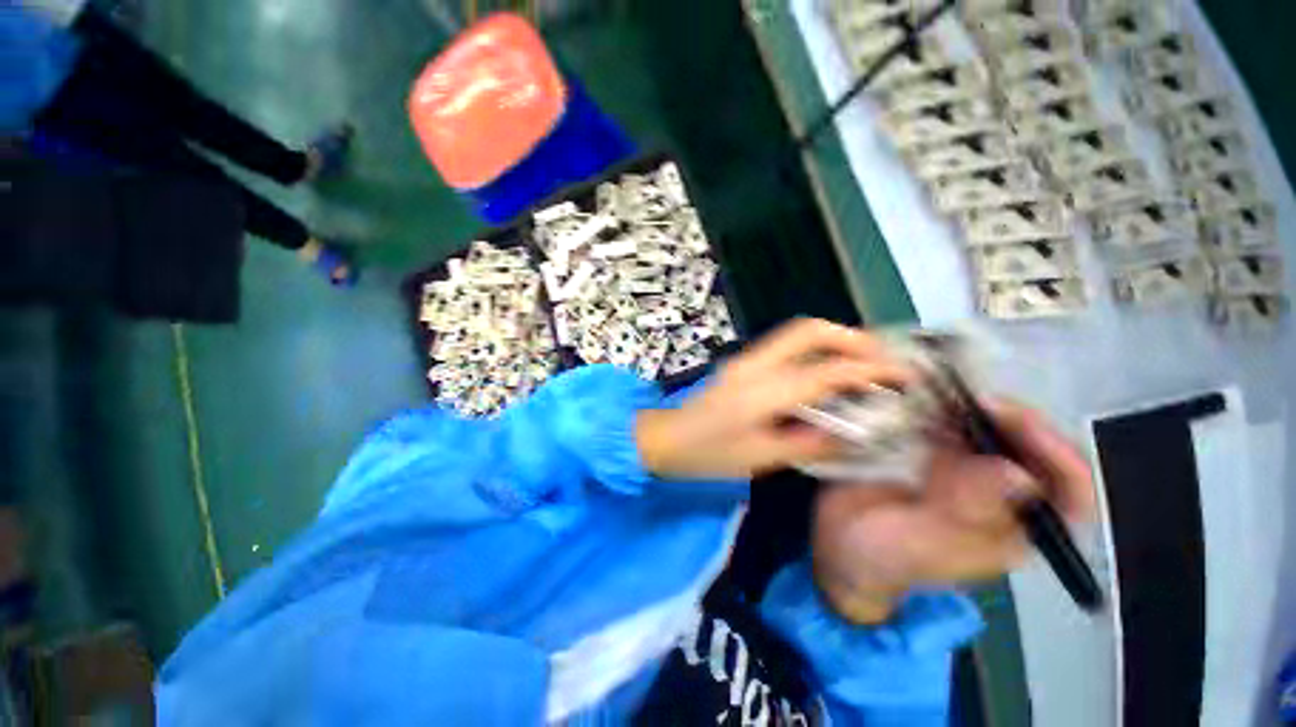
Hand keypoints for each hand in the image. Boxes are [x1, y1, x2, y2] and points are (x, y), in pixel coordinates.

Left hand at [635, 319, 913, 479]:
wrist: (668, 438)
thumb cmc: (709, 453)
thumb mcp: (760, 457)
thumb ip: (808, 444)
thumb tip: (853, 434)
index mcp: (763, 391)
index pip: (827, 370)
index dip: (871, 369)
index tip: (905, 374)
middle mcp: (756, 364)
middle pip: (809, 330)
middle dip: (852, 337)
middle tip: (881, 359)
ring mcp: (746, 359)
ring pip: (797, 333)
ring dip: (834, 340)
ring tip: (861, 363)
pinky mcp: (742, 363)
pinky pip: (786, 346)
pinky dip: (814, 350)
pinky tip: (825, 371)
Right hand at [811, 399, 1093, 623]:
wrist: (838, 545)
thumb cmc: (880, 557)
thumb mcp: (919, 543)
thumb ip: (962, 515)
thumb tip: (1020, 476)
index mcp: (1011, 530)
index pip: (1067, 492)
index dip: (1056, 454)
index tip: (1015, 422)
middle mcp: (998, 498)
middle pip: (1033, 451)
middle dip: (1013, 421)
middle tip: (975, 400)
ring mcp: (964, 474)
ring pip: (995, 433)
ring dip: (977, 410)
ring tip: (948, 396)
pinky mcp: (933, 457)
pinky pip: (953, 428)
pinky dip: (943, 410)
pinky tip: (923, 402)